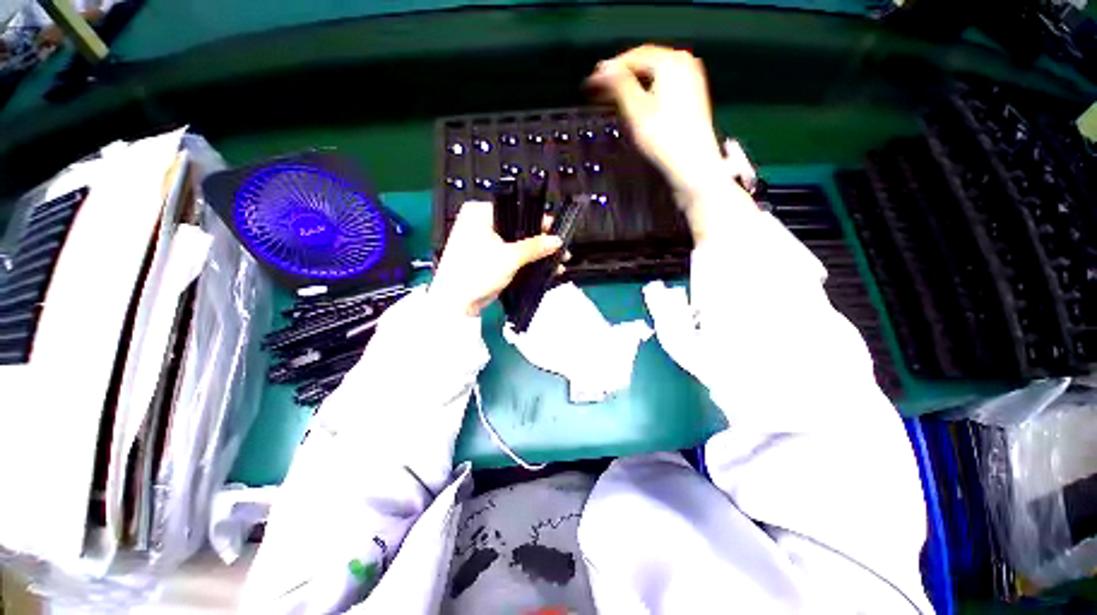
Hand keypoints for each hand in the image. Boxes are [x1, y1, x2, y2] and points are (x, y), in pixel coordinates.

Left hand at [429, 201, 562, 316]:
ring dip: (535, 253)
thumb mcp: (510, 257)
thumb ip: (535, 246)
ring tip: (558, 261)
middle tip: (560, 248)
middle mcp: (479, 223)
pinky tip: (544, 267)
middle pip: (516, 228)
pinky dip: (524, 261)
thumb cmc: (478, 271)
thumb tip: (557, 240)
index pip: (515, 209)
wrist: (456, 303)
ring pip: (515, 243)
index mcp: (479, 213)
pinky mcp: (486, 258)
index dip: (537, 220)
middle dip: (540, 241)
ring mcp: (482, 242)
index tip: (557, 229)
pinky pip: (510, 254)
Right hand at [588, 45, 755, 241]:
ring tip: (613, 96)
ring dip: (632, 82)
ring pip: (653, 73)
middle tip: (599, 89)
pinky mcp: (692, 94)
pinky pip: (663, 83)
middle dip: (620, 74)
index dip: (609, 69)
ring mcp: (691, 77)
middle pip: (644, 62)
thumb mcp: (636, 110)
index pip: (632, 56)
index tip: (591, 82)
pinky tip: (636, 101)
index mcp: (670, 61)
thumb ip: (618, 85)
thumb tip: (601, 69)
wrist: (692, 164)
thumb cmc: (662, 137)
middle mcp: (683, 61)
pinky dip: (646, 89)